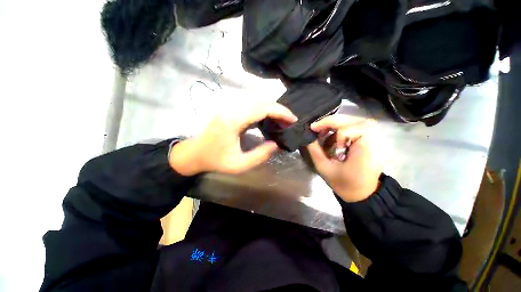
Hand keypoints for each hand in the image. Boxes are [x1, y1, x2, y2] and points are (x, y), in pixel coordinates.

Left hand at [169, 103, 296, 175]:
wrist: (194, 153)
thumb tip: (276, 144)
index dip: (281, 112)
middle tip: (289, 122)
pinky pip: (251, 105)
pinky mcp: (230, 109)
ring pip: (257, 101)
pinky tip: (269, 120)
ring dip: (272, 109)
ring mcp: (230, 107)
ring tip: (282, 121)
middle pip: (261, 101)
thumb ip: (260, 155)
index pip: (262, 108)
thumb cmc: (215, 160)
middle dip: (279, 110)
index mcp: (233, 120)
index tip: (293, 119)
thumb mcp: (239, 165)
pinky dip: (264, 111)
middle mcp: (232, 108)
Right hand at [306, 115, 382, 201]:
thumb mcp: (324, 168)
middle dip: (331, 122)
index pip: (346, 127)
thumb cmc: (345, 184)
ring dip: (336, 125)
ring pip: (354, 121)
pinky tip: (333, 138)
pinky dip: (342, 129)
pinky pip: (355, 127)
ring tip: (323, 132)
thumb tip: (307, 136)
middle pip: (351, 119)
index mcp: (364, 148)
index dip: (327, 125)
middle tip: (316, 128)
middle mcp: (374, 139)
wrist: (365, 195)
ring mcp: (375, 138)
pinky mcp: (372, 140)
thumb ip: (314, 150)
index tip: (313, 130)